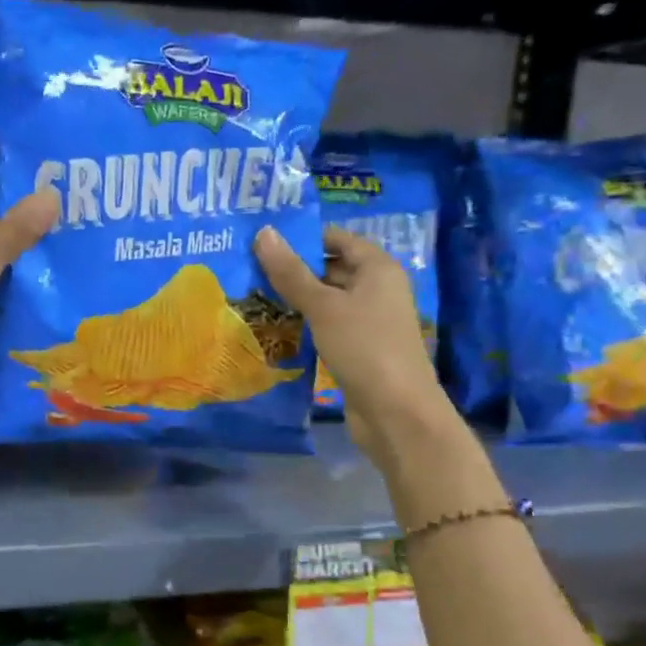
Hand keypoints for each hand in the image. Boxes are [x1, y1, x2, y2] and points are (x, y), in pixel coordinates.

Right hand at [254, 224, 453, 458]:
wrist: (396, 412)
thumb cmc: (364, 347)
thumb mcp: (323, 306)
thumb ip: (291, 272)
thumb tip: (263, 232)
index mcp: (378, 268)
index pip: (337, 239)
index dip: (303, 238)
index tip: (262, 241)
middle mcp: (378, 289)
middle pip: (331, 268)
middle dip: (294, 270)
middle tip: (248, 269)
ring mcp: (370, 321)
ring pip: (328, 300)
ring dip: (297, 300)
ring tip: (253, 296)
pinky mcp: (360, 349)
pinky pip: (329, 326)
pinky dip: (307, 324)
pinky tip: (277, 328)